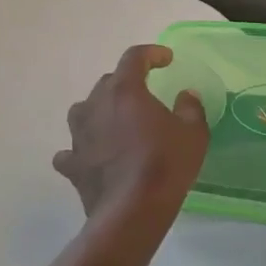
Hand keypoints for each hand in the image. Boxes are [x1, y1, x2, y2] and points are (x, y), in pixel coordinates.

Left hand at [54, 45, 208, 248]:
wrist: (132, 212)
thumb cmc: (165, 164)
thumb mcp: (193, 133)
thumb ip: (190, 108)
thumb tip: (186, 96)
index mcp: (124, 90)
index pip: (134, 57)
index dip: (152, 54)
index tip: (166, 59)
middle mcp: (95, 105)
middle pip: (108, 82)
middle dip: (127, 83)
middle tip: (146, 95)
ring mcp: (78, 135)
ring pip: (85, 110)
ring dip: (101, 111)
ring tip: (117, 122)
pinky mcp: (72, 164)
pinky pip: (72, 149)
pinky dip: (83, 148)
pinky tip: (92, 156)